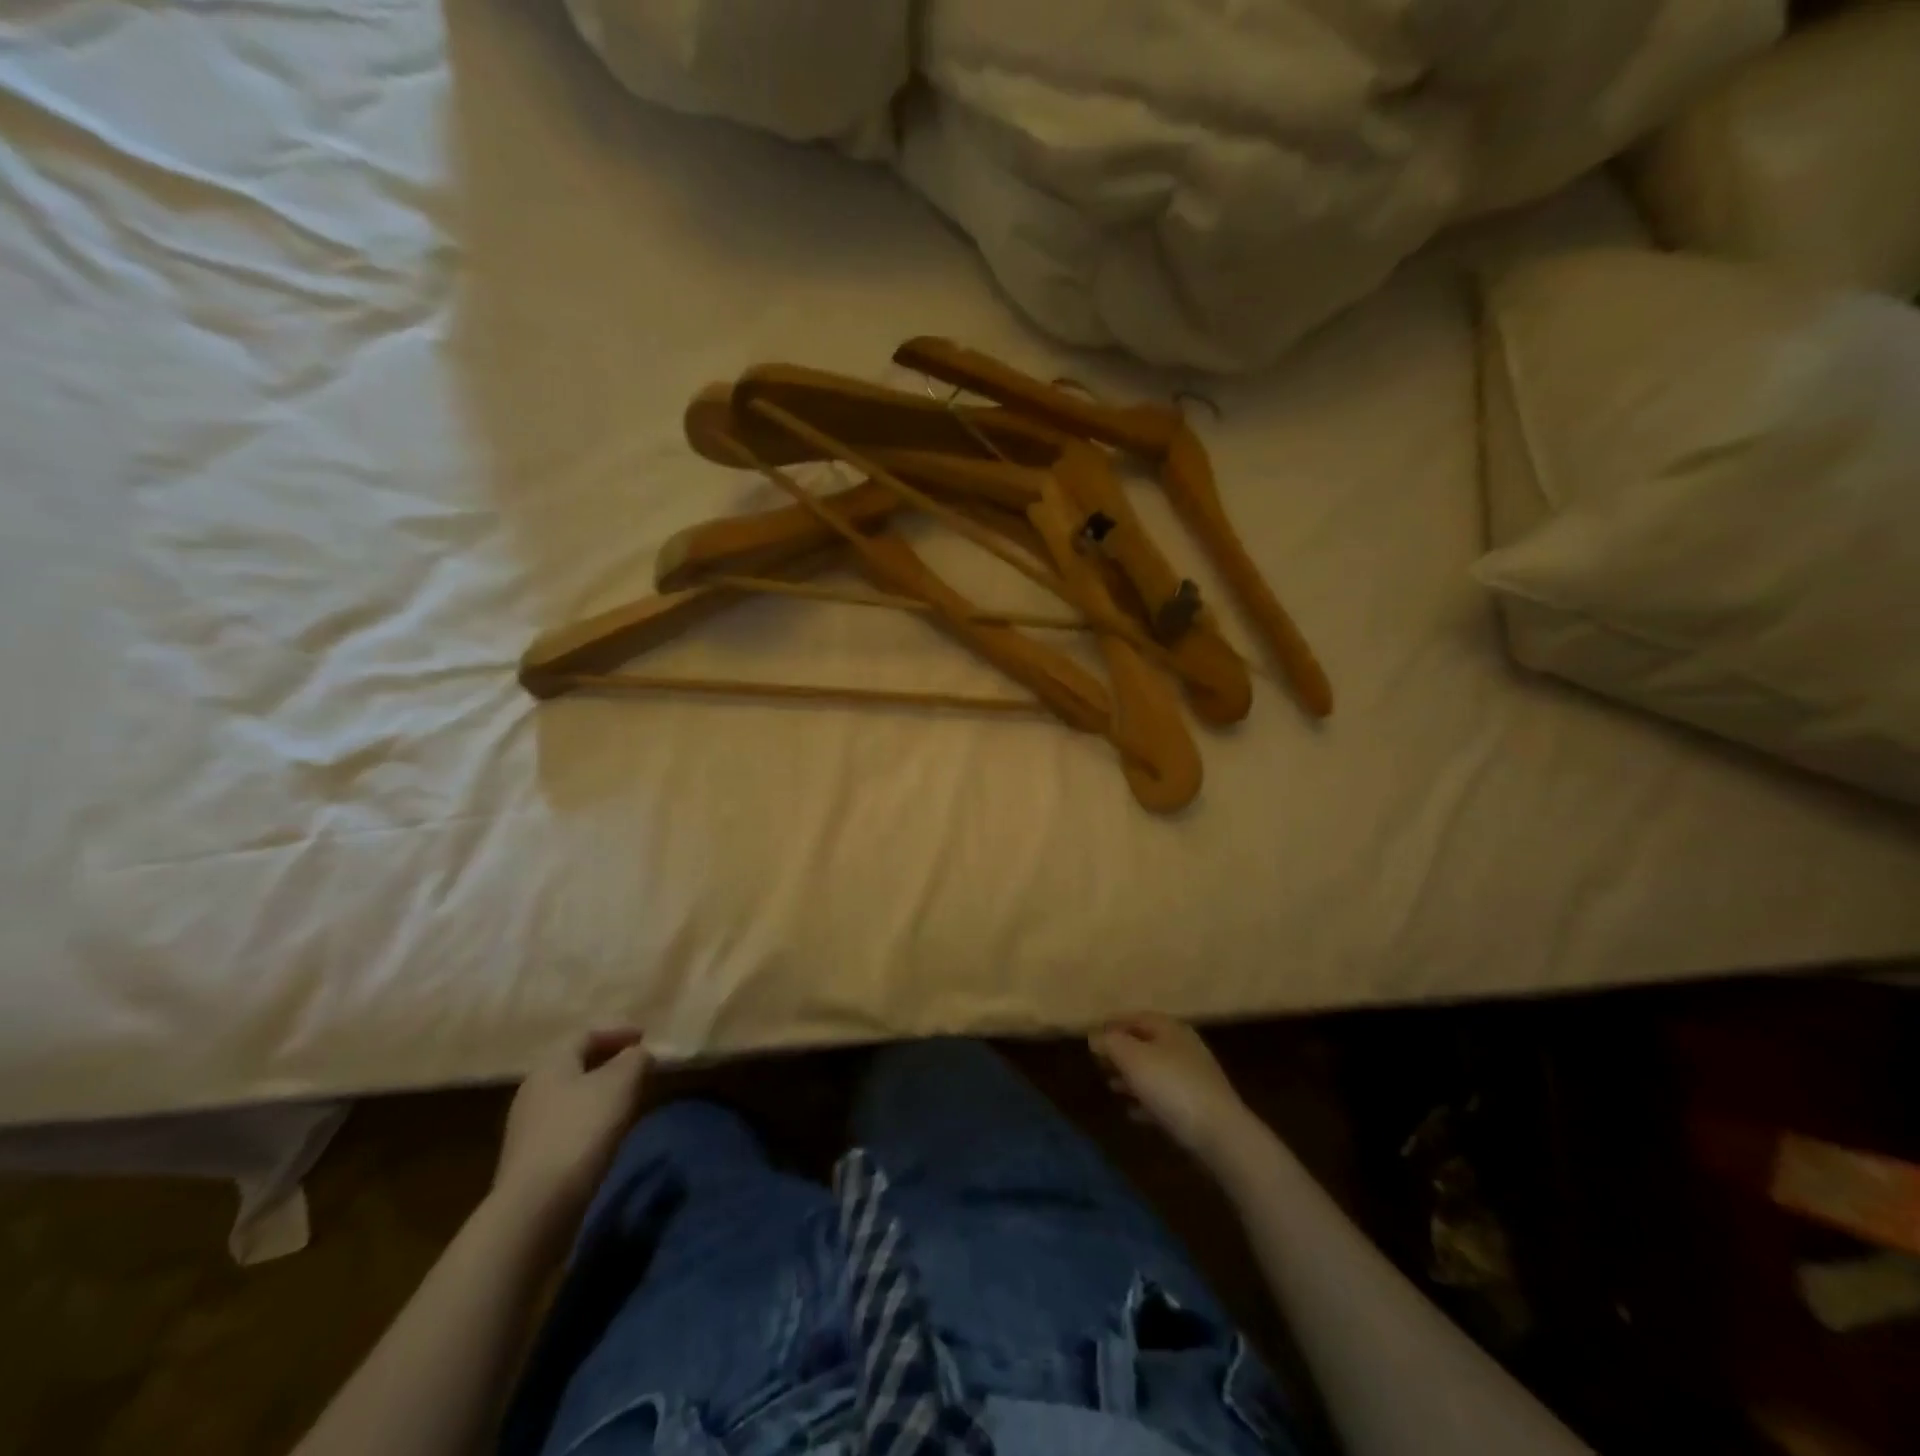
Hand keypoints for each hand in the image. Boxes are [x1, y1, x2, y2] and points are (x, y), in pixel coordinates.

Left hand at [492, 1029, 650, 1242]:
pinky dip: (591, 1120)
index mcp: (551, 1065)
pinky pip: (567, 1125)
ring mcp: (528, 1128)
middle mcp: (533, 1091)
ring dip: (600, 1093)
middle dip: (608, 1062)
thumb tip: (638, 1054)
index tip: (645, 1037)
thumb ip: (635, 1059)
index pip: (586, 1034)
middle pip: (575, 1065)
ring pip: (572, 1097)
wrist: (536, 1208)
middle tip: (638, 1066)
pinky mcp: (531, 1161)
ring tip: (628, 1100)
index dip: (618, 1031)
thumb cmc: (581, 1130)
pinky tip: (607, 1134)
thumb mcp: (621, 1083)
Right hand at [1090, 1014, 1253, 1168]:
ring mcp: (1193, 1078)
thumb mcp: (1132, 1058)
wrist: (1220, 1134)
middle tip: (1098, 1063)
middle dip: (1121, 1052)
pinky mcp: (1198, 1108)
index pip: (1135, 1018)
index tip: (1091, 1037)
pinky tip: (1132, 1113)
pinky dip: (1146, 1102)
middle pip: (1145, 1043)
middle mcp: (1183, 1047)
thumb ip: (1110, 1043)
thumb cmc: (1171, 1086)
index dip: (1112, 1025)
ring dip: (1132, 1077)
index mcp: (1170, 1029)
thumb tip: (1095, 1035)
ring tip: (1110, 1086)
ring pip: (1155, 1071)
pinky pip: (1165, 1099)